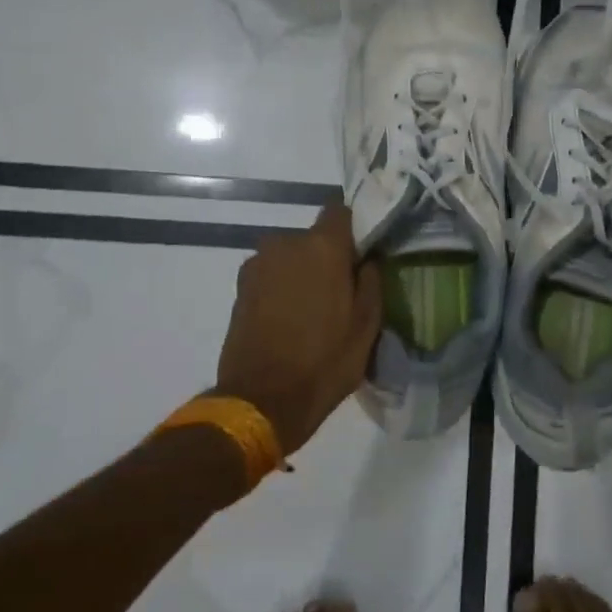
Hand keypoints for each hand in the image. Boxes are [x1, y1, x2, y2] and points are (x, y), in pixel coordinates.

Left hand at [216, 204, 382, 454]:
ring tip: (314, 310)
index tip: (364, 252)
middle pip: (314, 238)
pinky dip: (282, 289)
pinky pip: (271, 277)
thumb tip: (368, 259)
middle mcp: (285, 243)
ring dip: (302, 273)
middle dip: (328, 257)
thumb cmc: (325, 361)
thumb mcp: (367, 325)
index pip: (341, 211)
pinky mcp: (239, 289)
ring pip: (290, 257)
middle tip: (342, 290)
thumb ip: (372, 281)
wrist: (261, 401)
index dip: (354, 228)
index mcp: (322, 246)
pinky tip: (291, 320)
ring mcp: (257, 265)